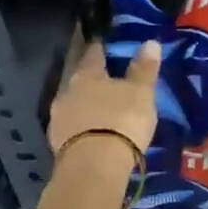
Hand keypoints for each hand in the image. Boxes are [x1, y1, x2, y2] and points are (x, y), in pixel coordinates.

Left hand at [48, 38, 161, 158]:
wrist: (94, 166)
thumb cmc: (121, 121)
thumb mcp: (141, 93)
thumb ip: (144, 69)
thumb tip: (150, 42)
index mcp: (86, 74)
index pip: (93, 54)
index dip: (100, 48)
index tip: (105, 44)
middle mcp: (66, 91)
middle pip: (80, 79)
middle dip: (92, 80)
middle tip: (106, 80)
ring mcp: (58, 118)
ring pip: (74, 104)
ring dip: (86, 104)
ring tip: (101, 109)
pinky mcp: (57, 143)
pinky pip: (72, 127)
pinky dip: (82, 126)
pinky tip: (92, 131)